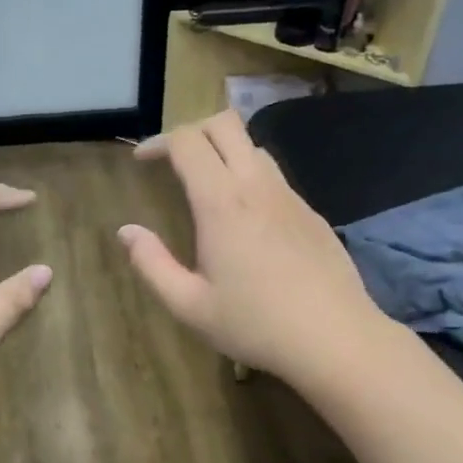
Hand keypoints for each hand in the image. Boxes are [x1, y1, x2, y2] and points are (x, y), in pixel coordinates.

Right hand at [118, 111, 387, 380]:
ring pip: (253, 146)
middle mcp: (257, 186)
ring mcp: (290, 197)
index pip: (188, 142)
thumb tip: (126, 232)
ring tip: (207, 187)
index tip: (142, 161)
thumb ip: (152, 264)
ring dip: (224, 152)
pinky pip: (274, 177)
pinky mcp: (311, 213)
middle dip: (193, 131)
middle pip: (225, 124)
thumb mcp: (190, 305)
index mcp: (222, 203)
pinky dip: (250, 177)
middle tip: (174, 162)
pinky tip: (245, 220)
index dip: (159, 141)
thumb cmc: (255, 324)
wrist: (335, 338)